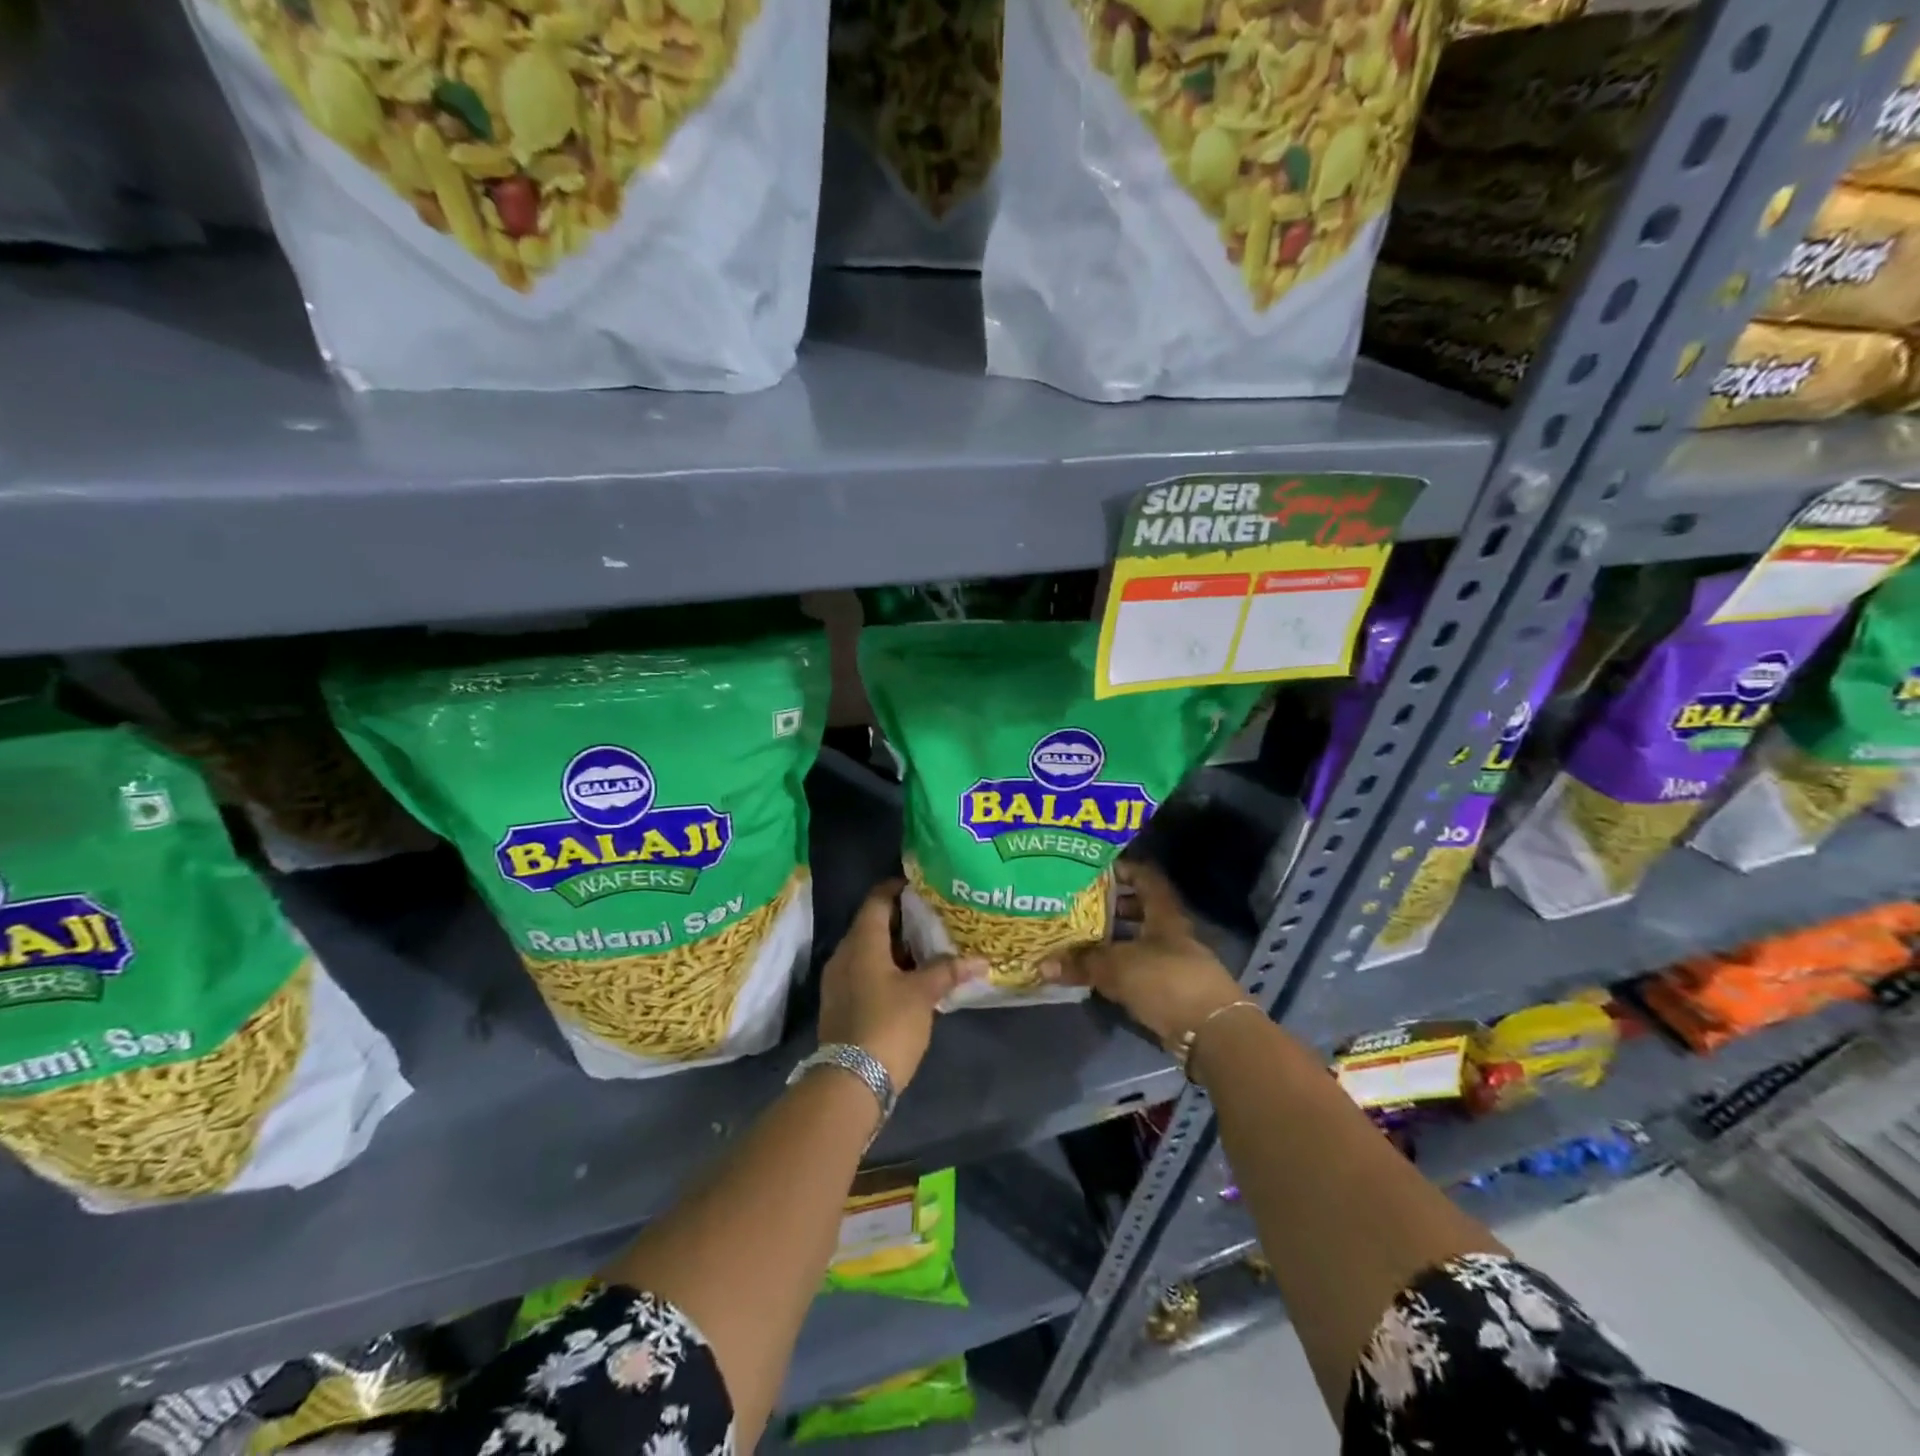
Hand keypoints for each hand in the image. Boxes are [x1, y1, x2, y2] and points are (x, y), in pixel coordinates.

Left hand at [817, 879, 983, 1090]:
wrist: (850, 1081)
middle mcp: (844, 954)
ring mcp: (839, 981)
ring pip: (868, 951)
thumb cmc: (888, 1024)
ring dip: (895, 947)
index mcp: (862, 942)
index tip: (920, 884)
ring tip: (927, 947)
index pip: (877, 900)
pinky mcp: (841, 1004)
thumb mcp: (923, 994)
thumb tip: (981, 959)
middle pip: (872, 925)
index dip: (897, 888)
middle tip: (933, 916)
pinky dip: (886, 968)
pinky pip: (864, 973)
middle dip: (901, 920)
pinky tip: (910, 979)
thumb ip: (948, 970)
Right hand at [1043, 861, 1245, 1050]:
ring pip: (1138, 940)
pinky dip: (1119, 966)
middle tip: (1078, 904)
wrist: (1211, 1031)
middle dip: (1111, 906)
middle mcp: (1170, 932)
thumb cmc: (1166, 981)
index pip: (1145, 878)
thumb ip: (1082, 964)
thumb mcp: (1118, 967)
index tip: (1094, 870)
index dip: (1122, 869)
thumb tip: (1042, 964)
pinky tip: (1096, 971)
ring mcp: (1173, 961)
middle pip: (1140, 909)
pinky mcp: (1171, 988)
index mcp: (1163, 914)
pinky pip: (1139, 968)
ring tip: (1080, 938)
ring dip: (1113, 939)